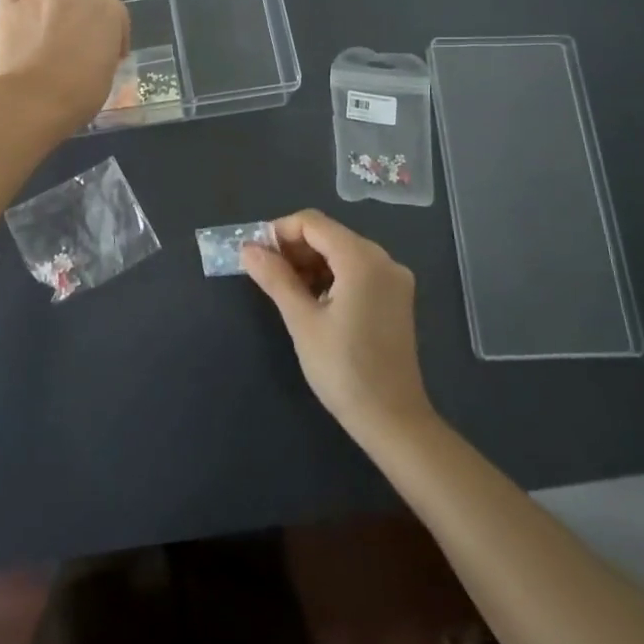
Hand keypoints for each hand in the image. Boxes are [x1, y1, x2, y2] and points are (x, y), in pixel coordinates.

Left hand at [0, 0, 129, 132]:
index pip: (116, 14)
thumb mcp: (107, 75)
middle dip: (79, 14)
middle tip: (72, 42)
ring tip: (46, 16)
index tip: (107, 56)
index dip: (113, 35)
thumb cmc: (79, 95)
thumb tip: (93, 53)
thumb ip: (103, 53)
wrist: (33, 101)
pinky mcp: (9, 4)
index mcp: (108, 9)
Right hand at [242, 209, 434, 443]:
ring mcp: (393, 279)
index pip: (312, 223)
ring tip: (284, 289)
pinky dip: (331, 276)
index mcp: (362, 259)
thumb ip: (275, 278)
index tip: (255, 255)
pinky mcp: (395, 298)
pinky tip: (312, 299)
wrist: (393, 420)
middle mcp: (383, 259)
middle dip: (294, 248)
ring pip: (342, 252)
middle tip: (264, 273)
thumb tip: (248, 249)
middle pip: (329, 235)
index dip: (279, 232)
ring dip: (310, 263)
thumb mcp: (302, 321)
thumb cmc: (343, 369)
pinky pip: (356, 271)